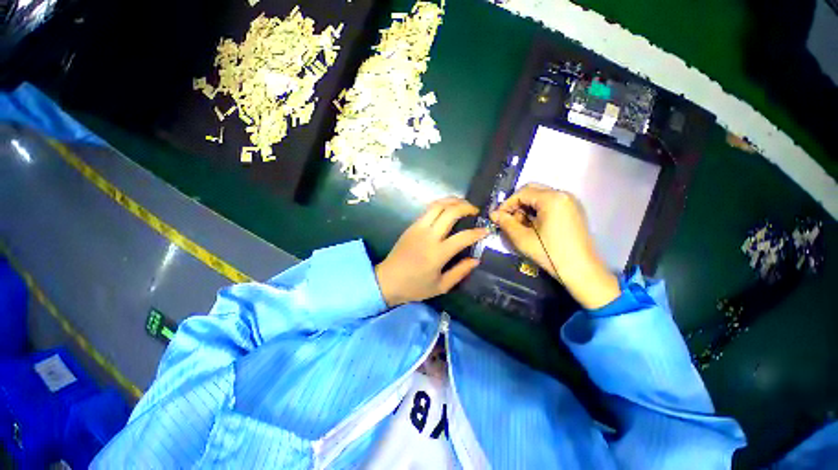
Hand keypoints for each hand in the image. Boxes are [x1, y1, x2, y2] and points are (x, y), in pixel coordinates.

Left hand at [375, 198, 488, 306]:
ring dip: (453, 201)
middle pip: (450, 212)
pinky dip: (441, 205)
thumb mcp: (441, 286)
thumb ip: (460, 272)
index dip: (478, 232)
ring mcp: (418, 228)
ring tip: (463, 204)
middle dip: (466, 207)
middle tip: (476, 211)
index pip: (463, 237)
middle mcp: (429, 236)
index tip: (486, 230)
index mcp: (438, 253)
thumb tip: (476, 260)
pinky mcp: (411, 226)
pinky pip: (428, 209)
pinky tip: (447, 209)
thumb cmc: (415, 287)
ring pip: (438, 205)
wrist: (387, 280)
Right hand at [490, 184, 620, 309]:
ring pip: (540, 196)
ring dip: (527, 207)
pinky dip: (538, 210)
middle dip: (517, 204)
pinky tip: (534, 226)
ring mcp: (570, 202)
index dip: (507, 204)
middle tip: (509, 220)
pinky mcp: (573, 211)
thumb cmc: (550, 253)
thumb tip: (493, 214)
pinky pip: (550, 203)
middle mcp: (563, 195)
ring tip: (521, 225)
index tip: (498, 217)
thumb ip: (505, 223)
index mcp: (552, 199)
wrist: (581, 270)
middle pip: (532, 190)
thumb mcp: (522, 238)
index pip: (522, 193)